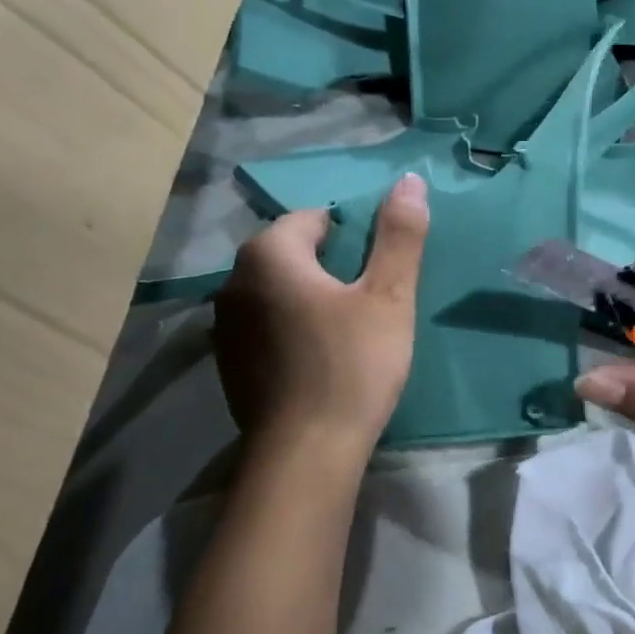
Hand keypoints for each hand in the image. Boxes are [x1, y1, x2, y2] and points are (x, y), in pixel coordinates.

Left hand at [212, 174, 428, 456]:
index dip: (353, 238)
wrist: (306, 454)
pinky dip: (290, 331)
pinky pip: (265, 328)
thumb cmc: (352, 366)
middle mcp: (234, 281)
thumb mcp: (388, 298)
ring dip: (308, 300)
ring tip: (346, 333)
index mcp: (268, 254)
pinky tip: (317, 362)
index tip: (378, 273)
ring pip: (276, 293)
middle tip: (369, 304)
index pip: (314, 220)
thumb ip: (399, 236)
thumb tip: (410, 180)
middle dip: (329, 268)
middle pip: (291, 255)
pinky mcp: (228, 364)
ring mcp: (224, 326)